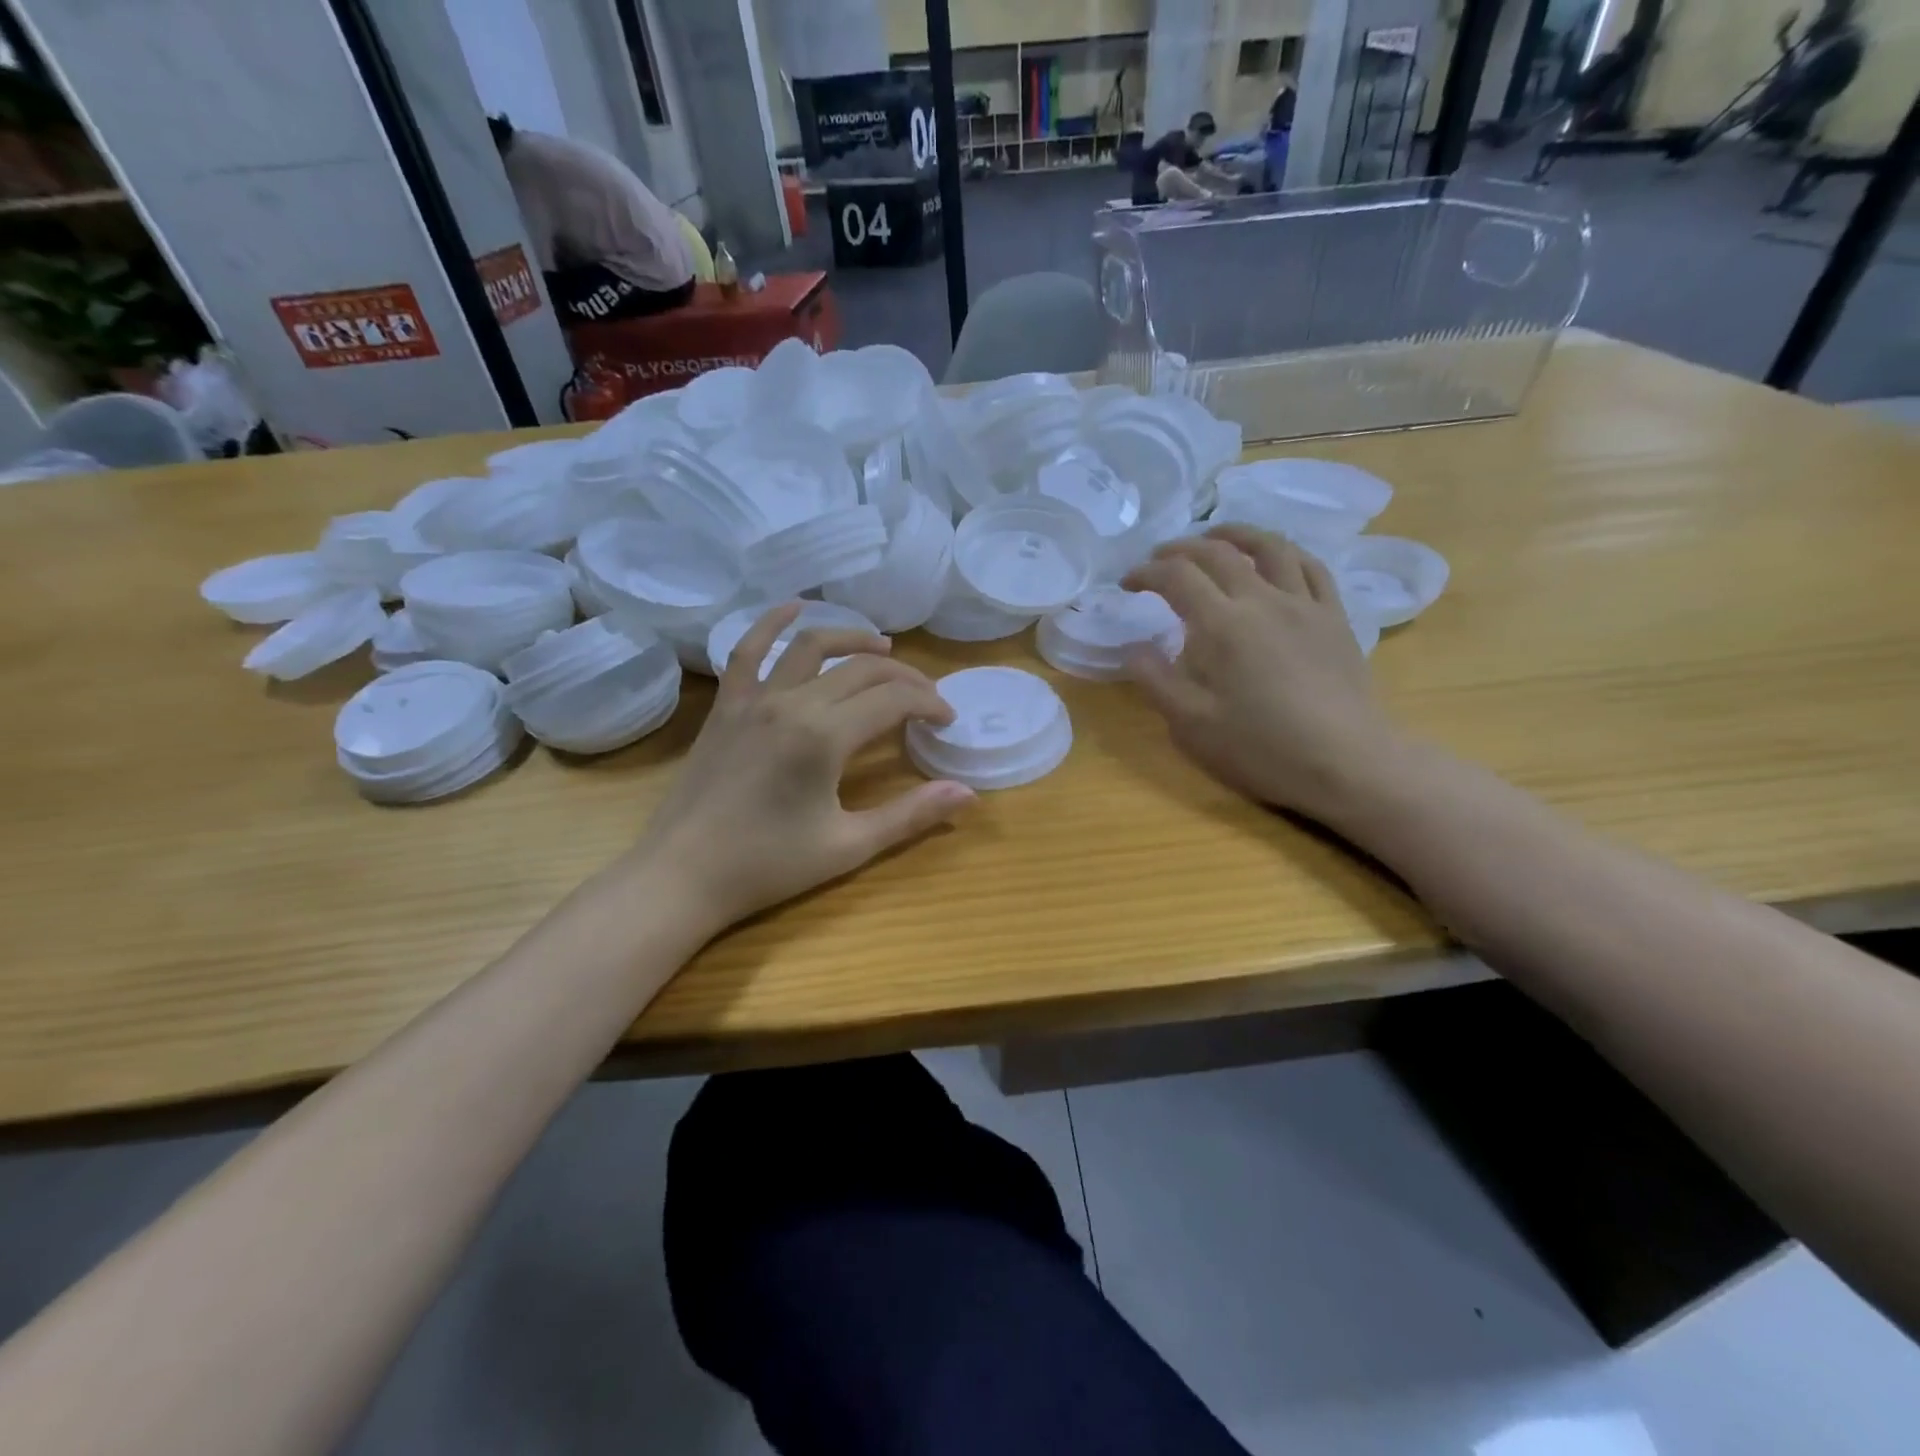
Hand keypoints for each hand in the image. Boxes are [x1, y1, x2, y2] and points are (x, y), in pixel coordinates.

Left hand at [632, 604, 972, 934]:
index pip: (894, 699)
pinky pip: (748, 650)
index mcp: (825, 736)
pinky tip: (794, 607)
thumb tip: (967, 793)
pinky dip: (772, 622)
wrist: (682, 875)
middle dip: (904, 677)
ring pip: (811, 647)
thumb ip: (910, 815)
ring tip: (882, 647)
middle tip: (927, 698)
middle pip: (862, 669)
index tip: (947, 721)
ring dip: (853, 639)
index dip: (929, 703)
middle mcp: (792, 703)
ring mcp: (754, 699)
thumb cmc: (768, 866)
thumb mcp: (848, 846)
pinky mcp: (727, 706)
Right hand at [1122, 527, 1400, 828]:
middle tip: (1159, 558)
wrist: (1344, 762)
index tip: (1127, 583)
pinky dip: (1287, 553)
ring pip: (1270, 547)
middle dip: (1181, 548)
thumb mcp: (1190, 724)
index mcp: (1222, 625)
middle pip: (1218, 552)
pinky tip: (1277, 559)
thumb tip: (1134, 648)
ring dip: (1236, 534)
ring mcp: (1304, 604)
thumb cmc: (1260, 747)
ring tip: (1217, 537)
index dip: (1146, 573)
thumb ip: (1156, 680)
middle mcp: (1262, 600)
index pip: (1176, 577)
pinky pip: (1312, 568)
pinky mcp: (1334, 618)